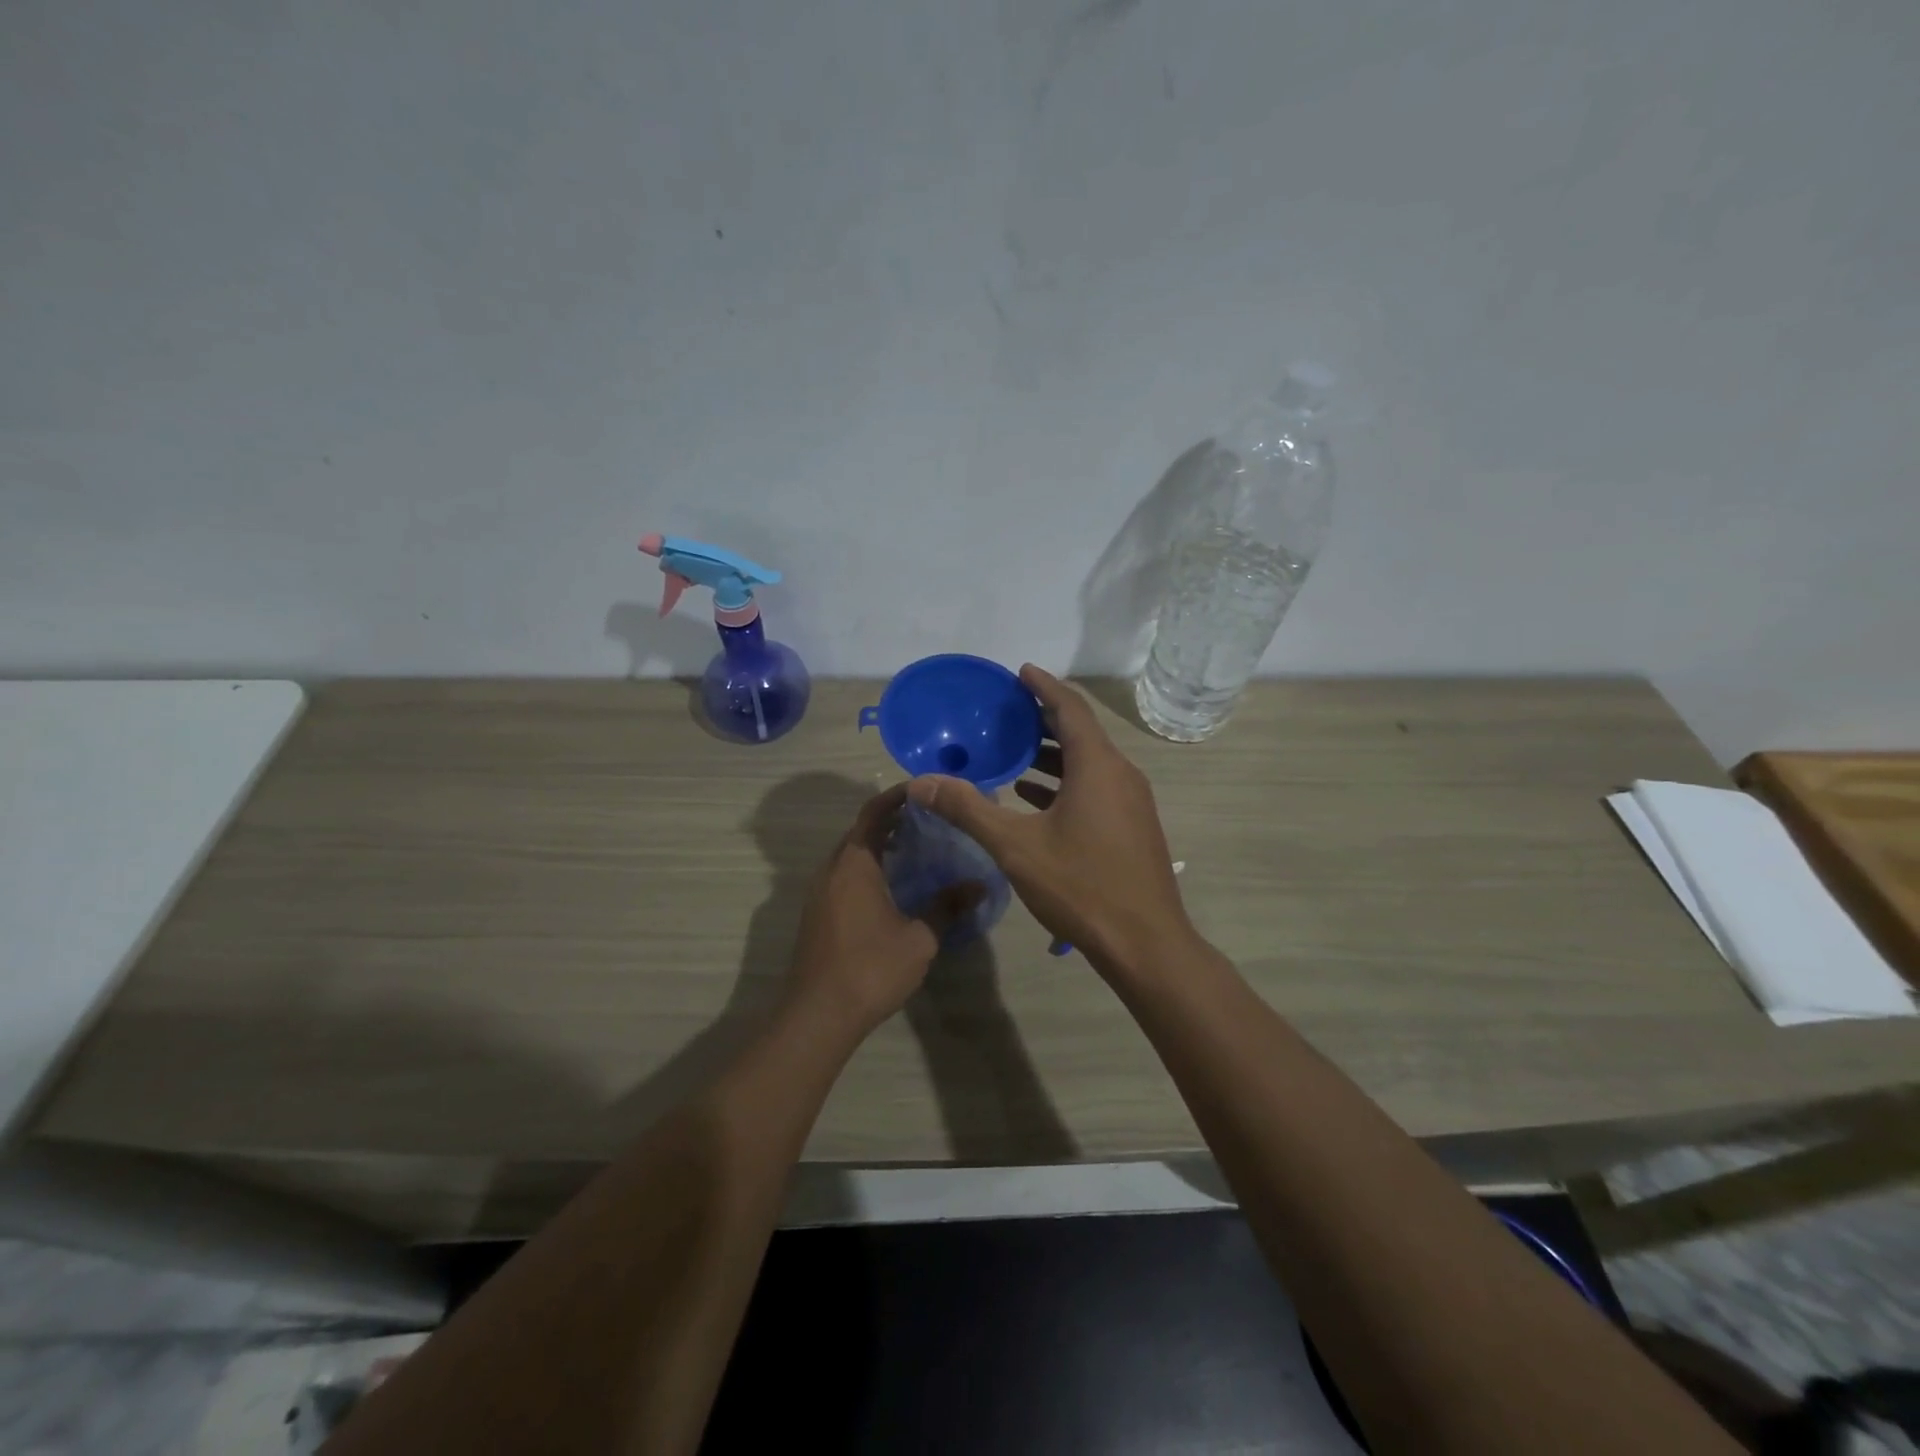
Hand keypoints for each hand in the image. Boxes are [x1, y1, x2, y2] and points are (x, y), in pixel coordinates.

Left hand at [787, 784, 982, 1035]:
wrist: (818, 1015)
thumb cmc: (871, 968)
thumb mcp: (919, 938)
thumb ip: (947, 907)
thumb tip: (979, 885)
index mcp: (854, 864)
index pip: (874, 812)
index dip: (898, 796)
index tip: (925, 789)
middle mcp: (832, 869)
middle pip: (861, 830)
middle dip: (893, 820)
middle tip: (931, 818)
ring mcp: (820, 893)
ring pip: (852, 854)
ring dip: (880, 844)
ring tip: (919, 848)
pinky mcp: (818, 914)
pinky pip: (845, 875)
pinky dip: (870, 867)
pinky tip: (895, 885)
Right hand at [907, 665, 1192, 979]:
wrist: (1145, 944)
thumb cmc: (1081, 886)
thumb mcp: (1015, 847)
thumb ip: (968, 809)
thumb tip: (921, 782)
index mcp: (1097, 766)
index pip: (1070, 708)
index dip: (1044, 686)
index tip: (1019, 672)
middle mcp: (1120, 774)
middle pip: (1081, 732)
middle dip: (1044, 718)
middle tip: (1007, 711)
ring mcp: (1131, 802)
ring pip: (1089, 762)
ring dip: (1053, 753)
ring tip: (1014, 751)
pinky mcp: (1132, 827)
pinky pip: (1095, 788)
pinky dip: (1065, 782)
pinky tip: (1033, 797)